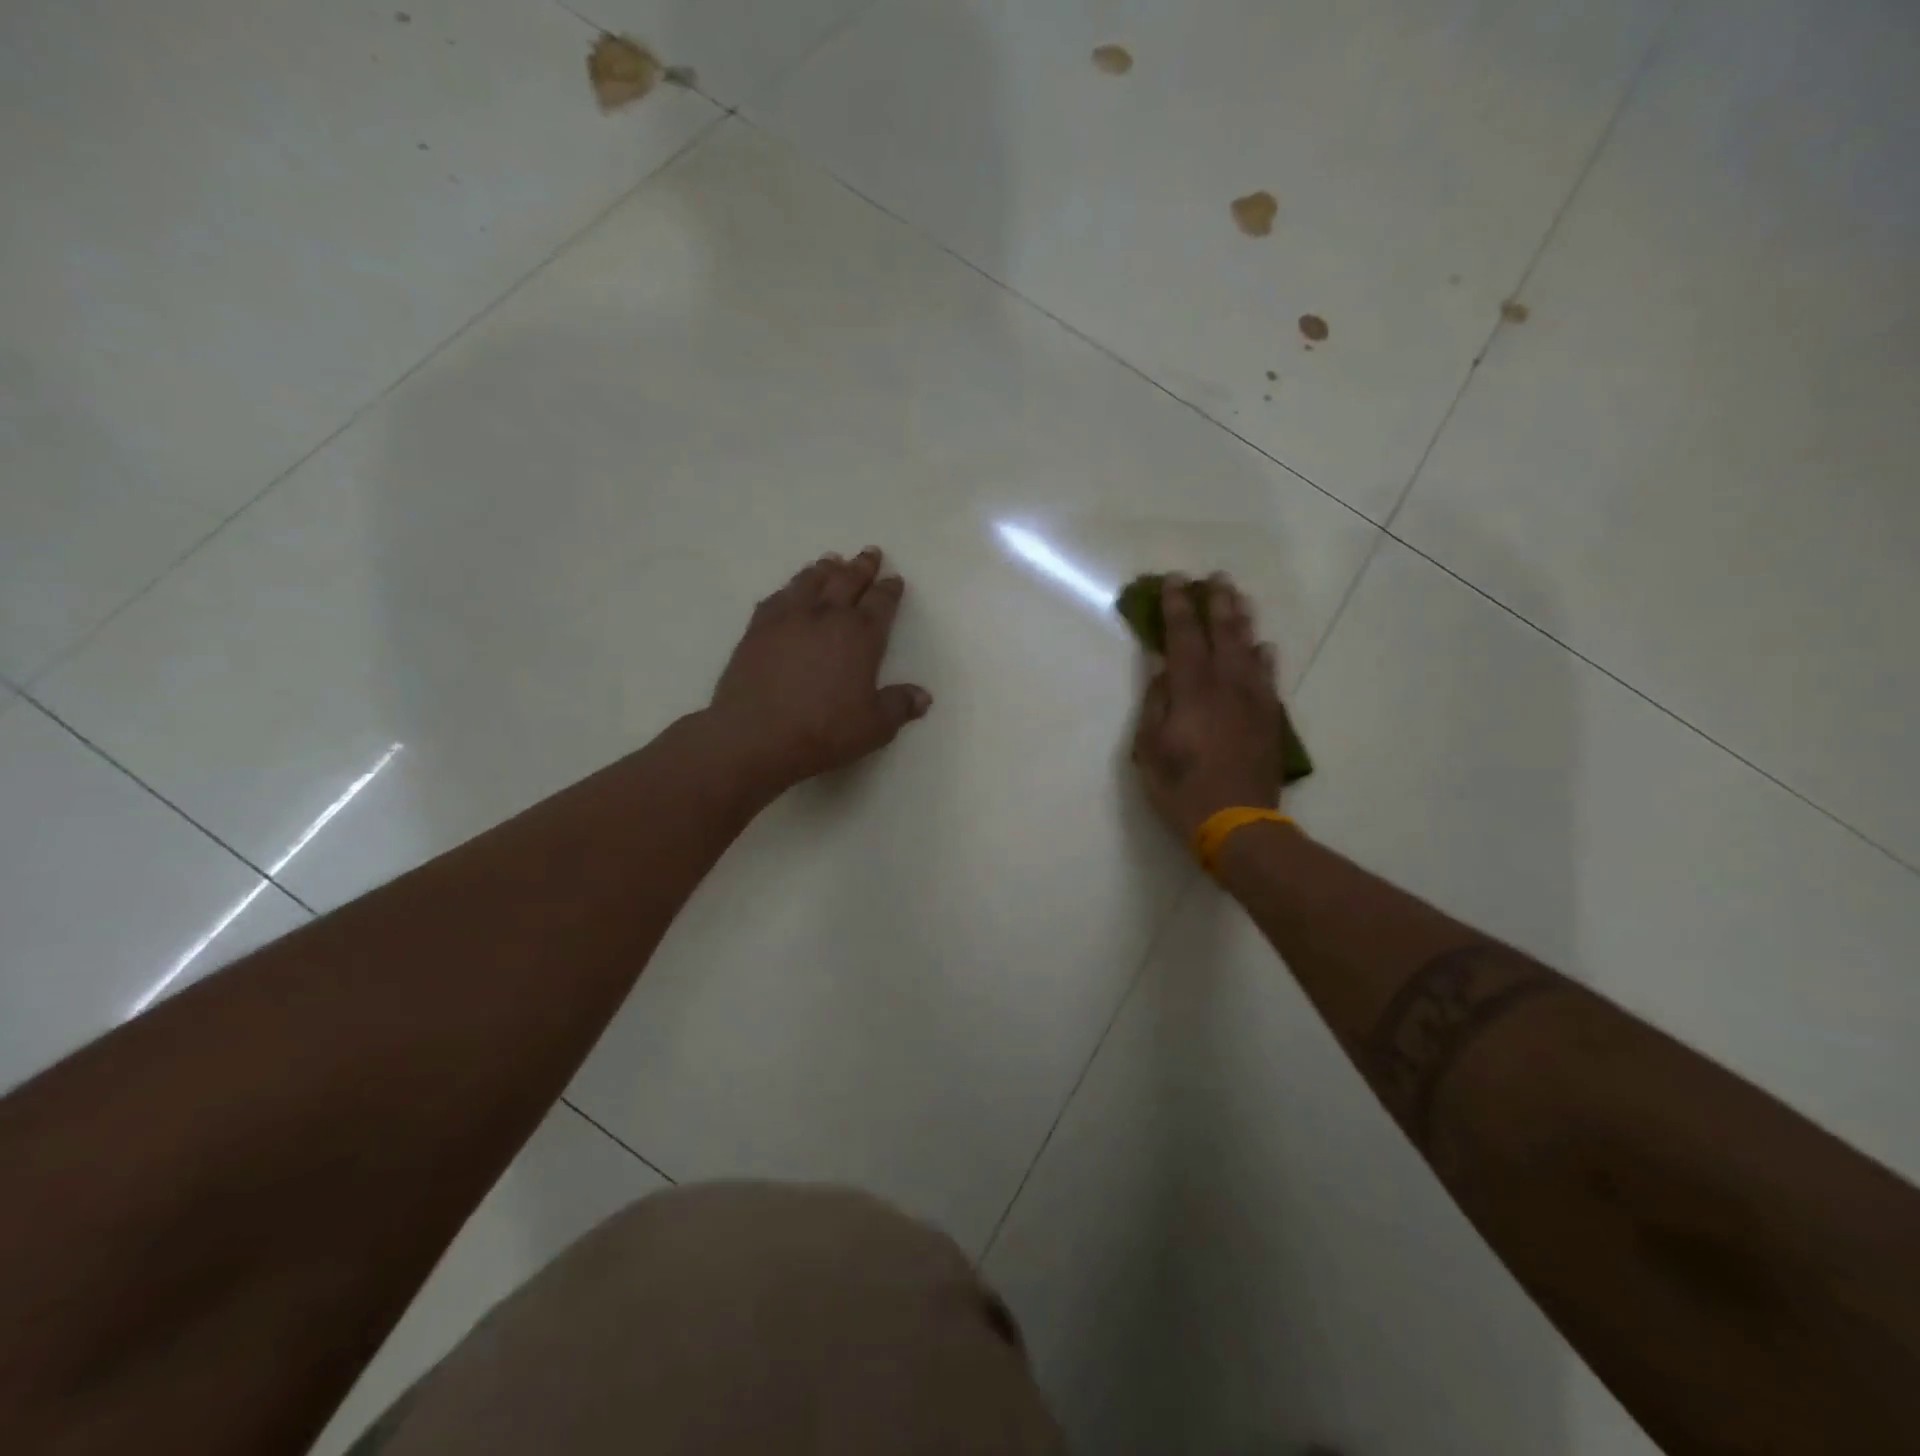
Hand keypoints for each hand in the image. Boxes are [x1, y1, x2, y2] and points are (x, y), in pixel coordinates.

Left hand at [707, 547, 931, 794]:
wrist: (756, 736)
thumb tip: (923, 697)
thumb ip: (899, 706)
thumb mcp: (874, 727)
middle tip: (869, 553)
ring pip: (811, 581)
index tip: (894, 579)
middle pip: (848, 581)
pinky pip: (778, 597)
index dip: (890, 590)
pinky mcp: (758, 629)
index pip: (881, 603)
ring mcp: (788, 618)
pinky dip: (790, 588)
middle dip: (862, 566)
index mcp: (861, 635)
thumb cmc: (824, 731)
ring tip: (832, 560)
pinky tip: (790, 590)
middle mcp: (826, 616)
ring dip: (826, 569)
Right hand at [1131, 574, 1282, 840]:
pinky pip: (1269, 678)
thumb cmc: (1182, 789)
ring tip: (1238, 598)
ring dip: (1242, 621)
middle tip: (1214, 578)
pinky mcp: (1270, 720)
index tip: (1174, 581)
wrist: (1238, 824)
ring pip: (1250, 650)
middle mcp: (1226, 687)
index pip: (1183, 638)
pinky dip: (1265, 658)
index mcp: (1192, 692)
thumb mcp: (1151, 750)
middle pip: (1223, 634)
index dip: (1177, 607)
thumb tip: (1161, 669)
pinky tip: (1264, 647)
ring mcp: (1253, 702)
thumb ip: (1156, 704)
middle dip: (1216, 602)